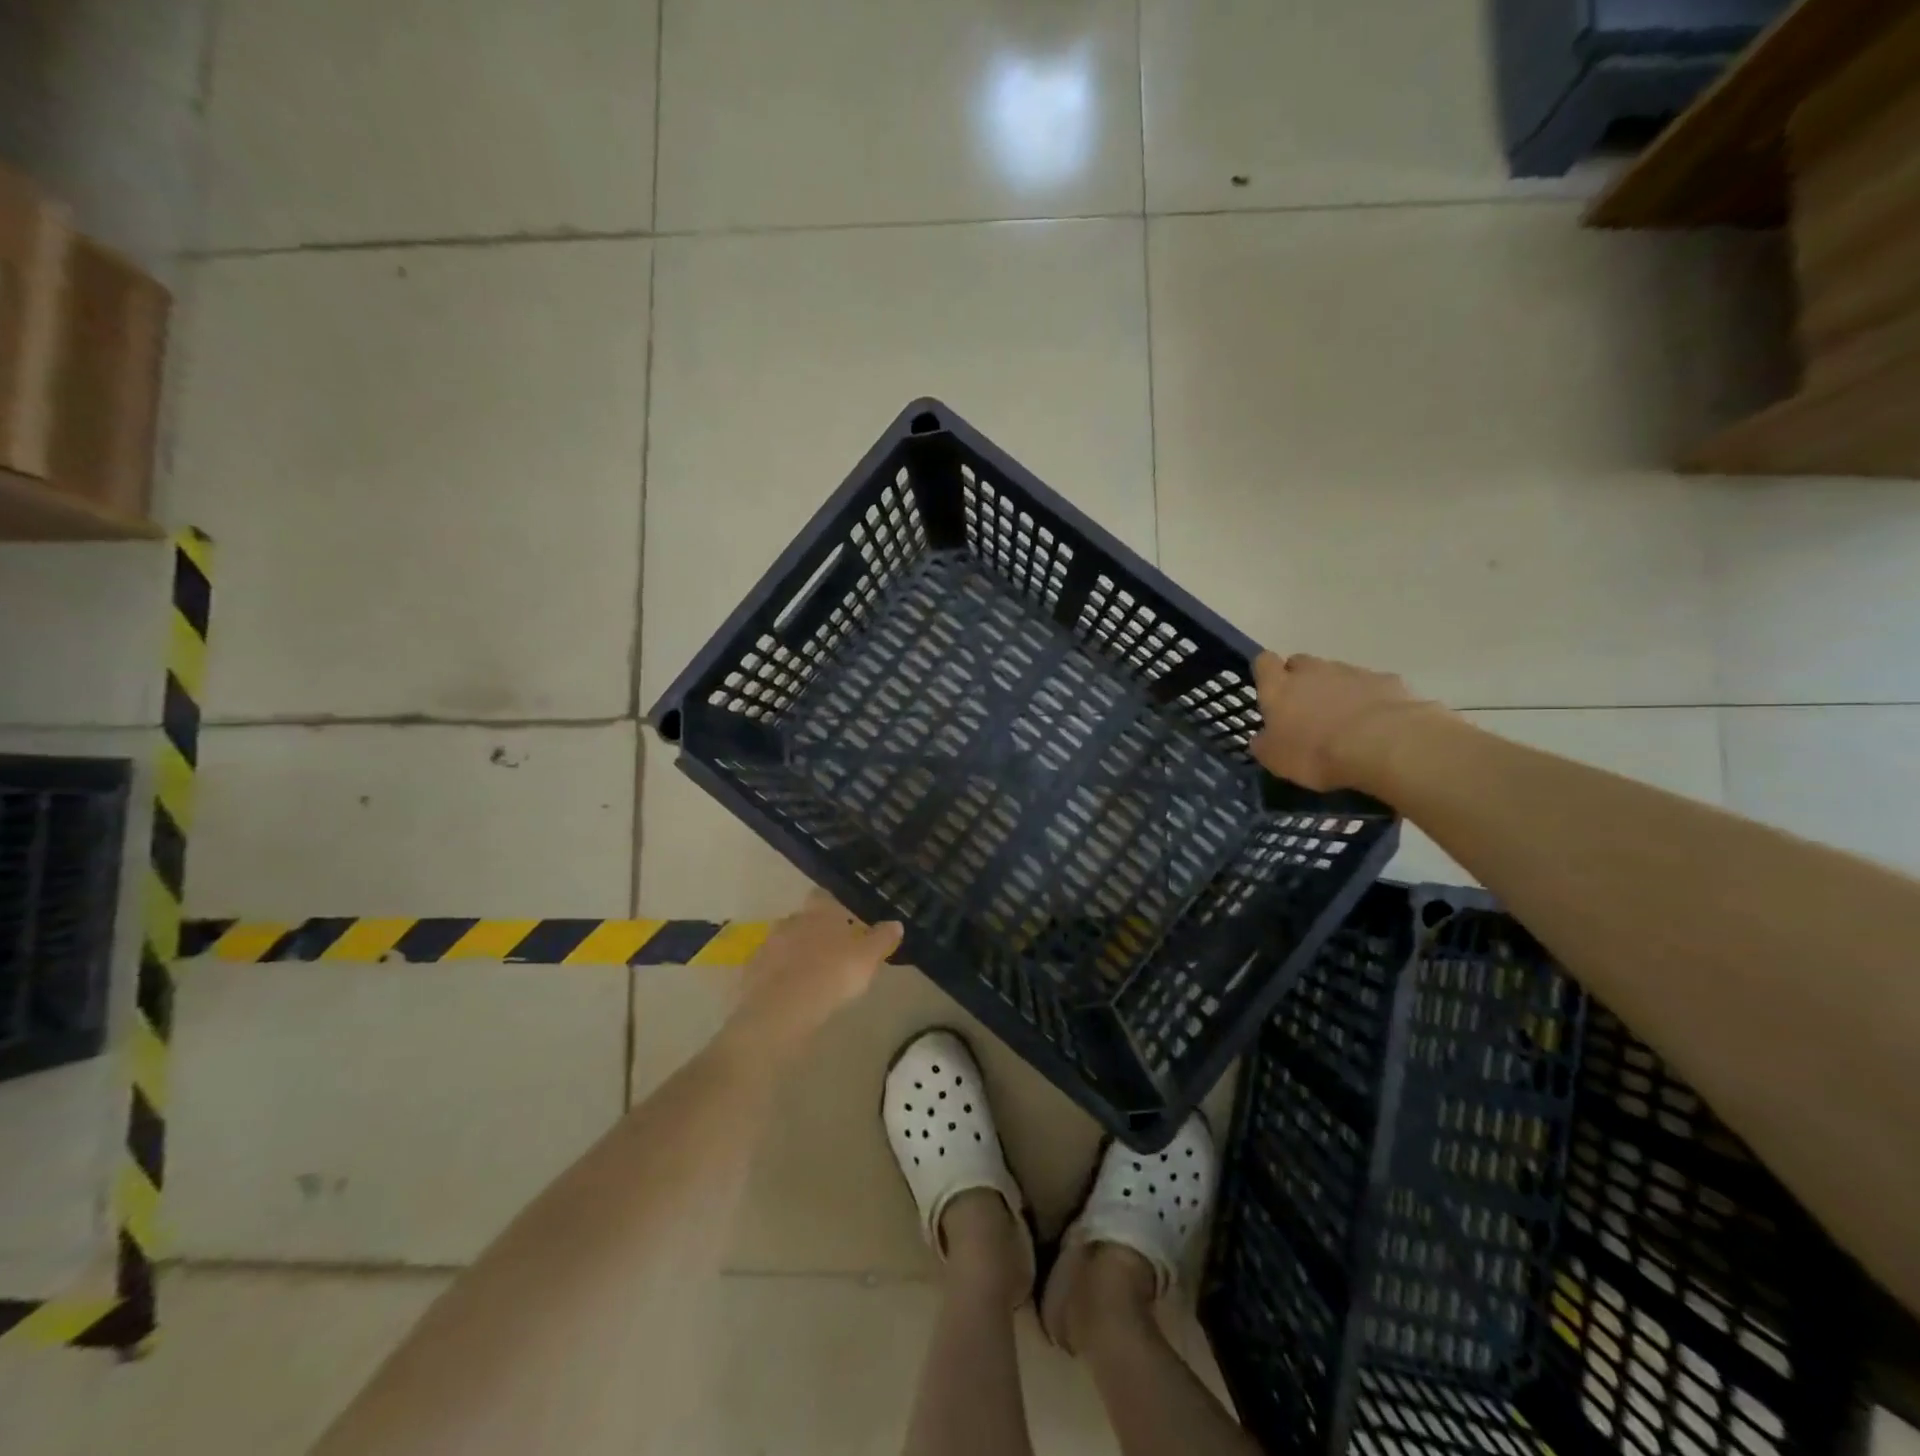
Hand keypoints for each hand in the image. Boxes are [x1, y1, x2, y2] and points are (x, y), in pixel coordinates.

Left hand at [725, 889, 902, 1057]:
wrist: (783, 1009)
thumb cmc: (833, 974)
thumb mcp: (867, 958)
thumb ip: (881, 939)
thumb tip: (896, 923)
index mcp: (819, 912)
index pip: (823, 897)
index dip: (833, 906)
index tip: (843, 920)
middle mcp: (791, 920)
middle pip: (804, 919)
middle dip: (814, 931)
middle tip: (831, 952)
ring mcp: (768, 944)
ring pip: (785, 943)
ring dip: (795, 953)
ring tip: (811, 975)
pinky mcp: (752, 970)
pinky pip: (769, 967)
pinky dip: (779, 975)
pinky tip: (790, 993)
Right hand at [1249, 652, 1435, 791]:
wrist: (1383, 745)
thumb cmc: (1316, 752)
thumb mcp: (1276, 759)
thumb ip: (1264, 743)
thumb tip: (1262, 737)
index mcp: (1279, 687)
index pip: (1264, 662)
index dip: (1265, 672)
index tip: (1269, 689)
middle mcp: (1312, 671)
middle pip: (1301, 662)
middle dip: (1300, 679)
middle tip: (1305, 708)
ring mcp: (1352, 672)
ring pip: (1336, 673)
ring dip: (1335, 690)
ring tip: (1343, 720)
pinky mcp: (1387, 680)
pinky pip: (1370, 685)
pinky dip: (1368, 699)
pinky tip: (1375, 723)